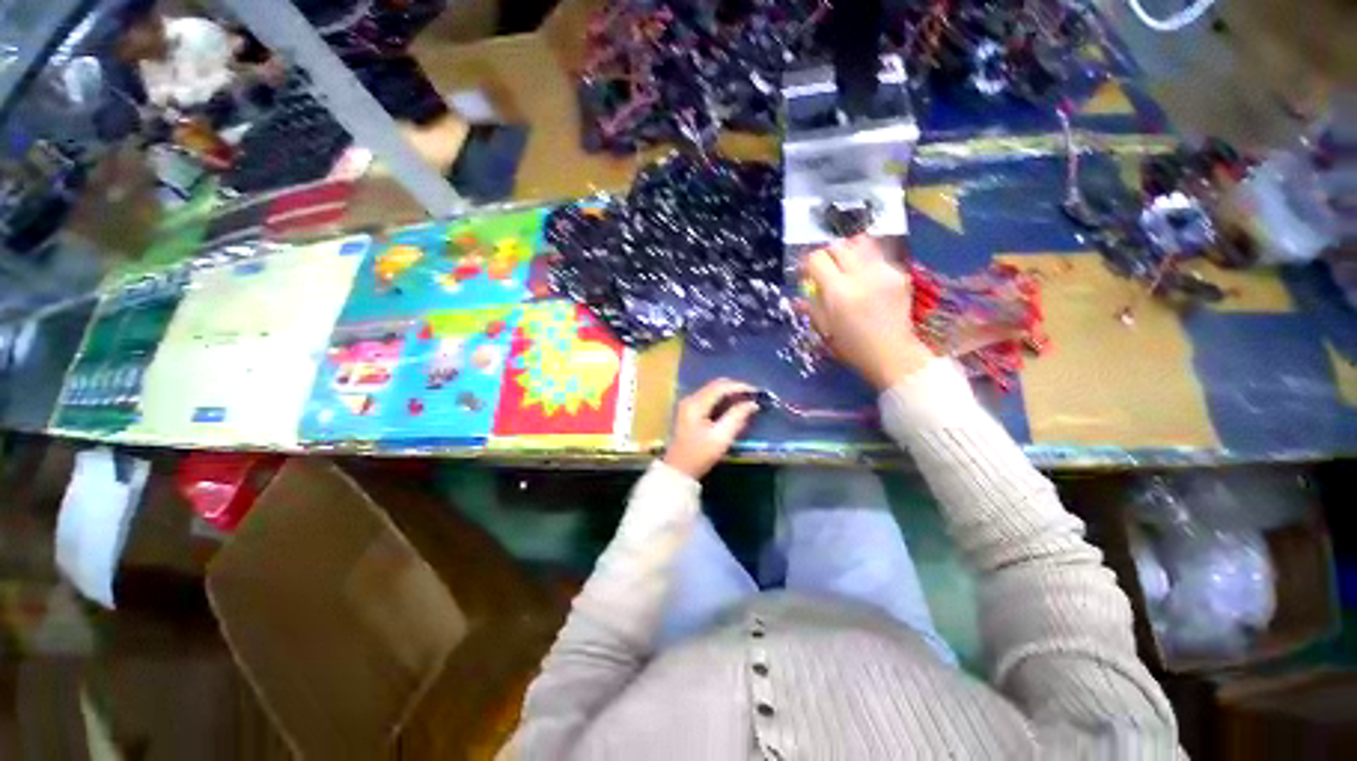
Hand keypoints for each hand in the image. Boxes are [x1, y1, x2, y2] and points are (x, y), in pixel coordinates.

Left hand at [663, 379, 758, 478]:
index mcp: (696, 404)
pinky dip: (721, 399)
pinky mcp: (688, 411)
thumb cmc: (700, 455)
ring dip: (728, 393)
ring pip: (712, 390)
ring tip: (745, 400)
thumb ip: (737, 417)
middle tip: (752, 395)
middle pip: (715, 385)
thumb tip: (752, 404)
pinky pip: (708, 398)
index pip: (720, 387)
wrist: (678, 470)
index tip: (756, 392)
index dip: (740, 387)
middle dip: (735, 388)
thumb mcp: (722, 437)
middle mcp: (690, 399)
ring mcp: (687, 404)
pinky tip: (732, 407)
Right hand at [802, 236, 934, 389]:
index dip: (808, 265)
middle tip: (827, 271)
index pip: (817, 259)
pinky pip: (877, 257)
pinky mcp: (899, 273)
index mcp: (838, 291)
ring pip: (861, 243)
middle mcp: (861, 275)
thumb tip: (799, 293)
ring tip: (848, 268)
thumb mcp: (824, 328)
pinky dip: (867, 263)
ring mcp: (883, 271)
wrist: (892, 352)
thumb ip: (811, 305)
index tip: (807, 275)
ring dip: (849, 252)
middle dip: (828, 256)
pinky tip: (868, 280)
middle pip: (838, 246)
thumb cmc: (852, 346)